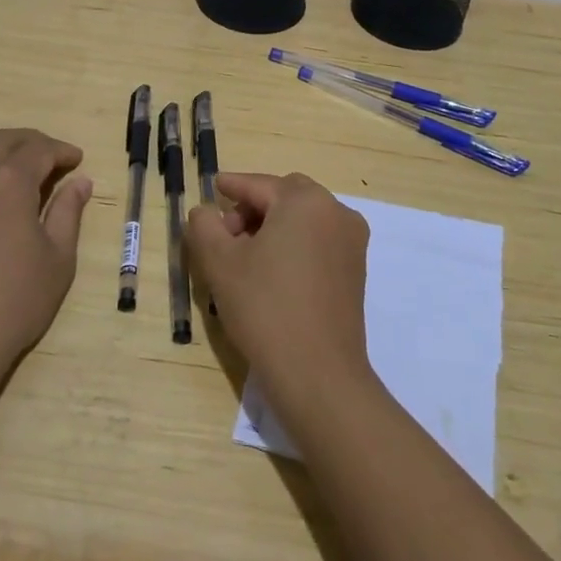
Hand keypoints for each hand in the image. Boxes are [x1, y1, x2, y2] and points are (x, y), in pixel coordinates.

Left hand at [0, 129, 91, 377]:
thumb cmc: (13, 301)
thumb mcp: (57, 259)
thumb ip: (68, 213)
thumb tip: (80, 182)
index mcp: (9, 182)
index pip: (38, 149)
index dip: (61, 150)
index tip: (78, 160)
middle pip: (3, 140)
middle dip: (32, 142)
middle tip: (54, 158)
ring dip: (0, 149)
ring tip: (19, 168)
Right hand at [186, 172, 371, 401]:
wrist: (319, 375)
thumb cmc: (265, 308)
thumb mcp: (220, 263)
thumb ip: (204, 226)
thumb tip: (205, 212)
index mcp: (305, 201)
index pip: (259, 185)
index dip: (232, 186)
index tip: (213, 188)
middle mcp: (336, 212)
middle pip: (285, 196)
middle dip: (253, 207)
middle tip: (225, 234)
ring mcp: (351, 242)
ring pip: (304, 218)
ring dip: (274, 226)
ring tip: (246, 257)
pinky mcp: (356, 270)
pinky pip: (319, 240)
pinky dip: (294, 243)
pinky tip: (273, 272)